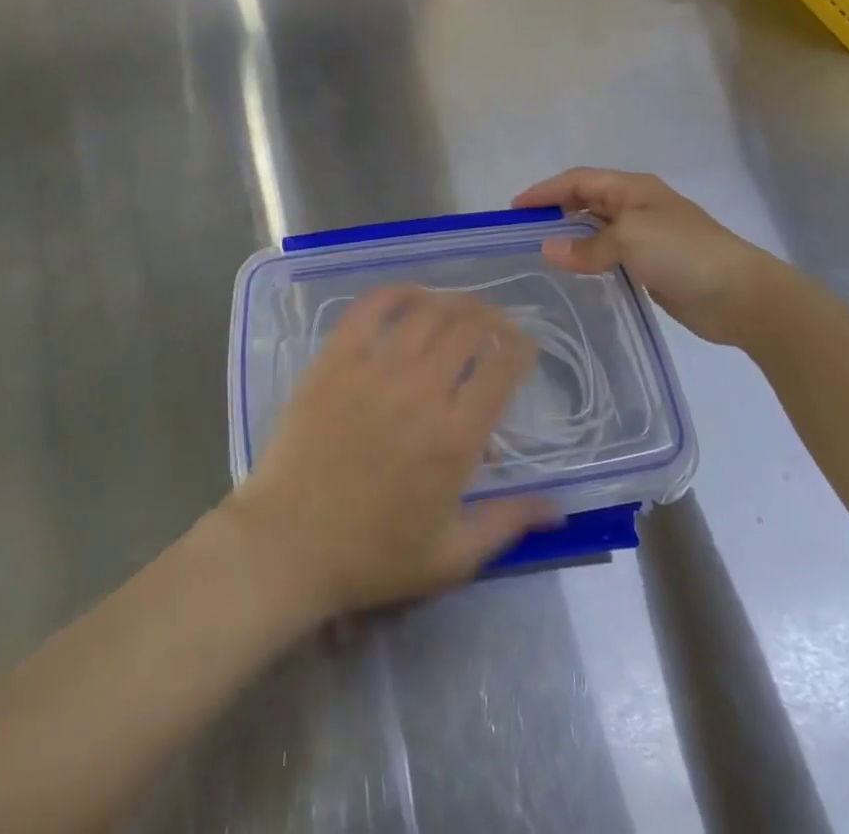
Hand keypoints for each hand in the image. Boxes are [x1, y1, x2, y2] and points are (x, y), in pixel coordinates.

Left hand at [225, 287, 556, 619]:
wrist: (288, 544)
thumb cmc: (372, 555)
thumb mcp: (451, 556)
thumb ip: (508, 523)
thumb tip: (560, 506)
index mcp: (455, 437)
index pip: (502, 370)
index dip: (521, 349)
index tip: (525, 346)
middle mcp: (421, 391)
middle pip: (468, 330)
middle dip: (493, 319)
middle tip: (498, 323)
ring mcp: (375, 369)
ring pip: (426, 313)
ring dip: (453, 302)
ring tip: (463, 306)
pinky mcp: (336, 359)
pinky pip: (369, 309)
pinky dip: (396, 293)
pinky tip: (411, 293)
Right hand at [513, 168, 795, 346]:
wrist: (741, 295)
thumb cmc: (684, 252)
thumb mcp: (630, 239)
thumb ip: (586, 245)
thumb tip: (549, 249)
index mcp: (633, 189)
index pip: (579, 180)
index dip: (545, 190)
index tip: (515, 209)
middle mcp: (637, 207)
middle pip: (587, 201)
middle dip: (555, 210)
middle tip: (523, 231)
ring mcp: (647, 237)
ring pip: (598, 230)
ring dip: (571, 236)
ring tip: (541, 252)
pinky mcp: (652, 266)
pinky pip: (610, 256)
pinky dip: (589, 259)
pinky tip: (574, 273)